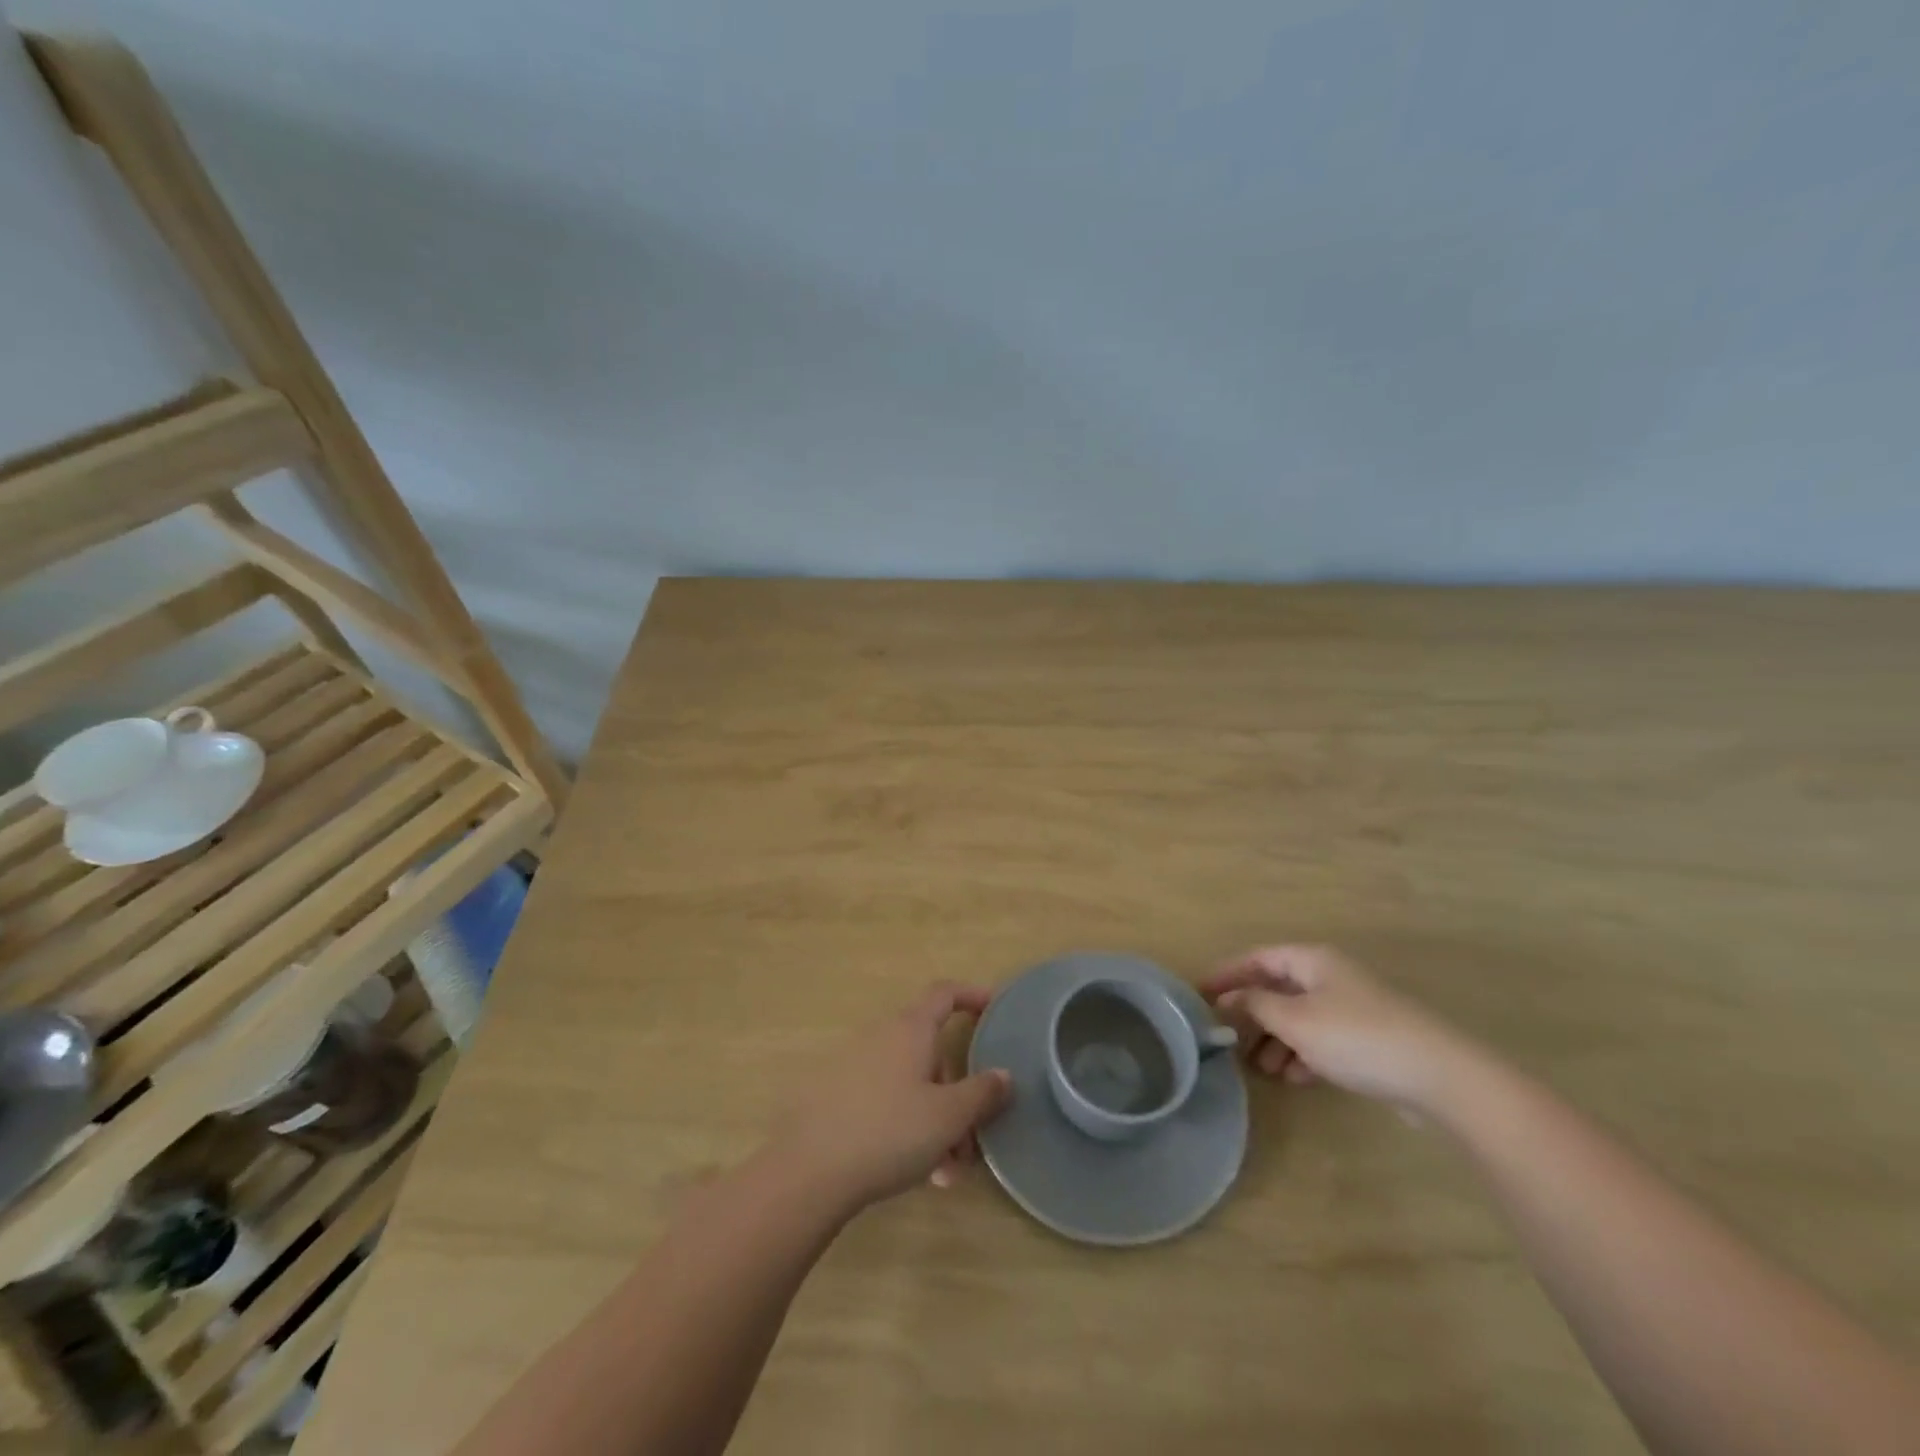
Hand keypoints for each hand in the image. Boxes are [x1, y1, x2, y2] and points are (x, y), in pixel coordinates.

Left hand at [773, 983, 1012, 1211]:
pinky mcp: (839, 1096)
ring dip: (936, 1120)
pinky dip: (909, 1127)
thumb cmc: (891, 1131)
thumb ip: (982, 1093)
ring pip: (912, 1084)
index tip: (994, 1008)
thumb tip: (1003, 1074)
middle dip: (958, 1092)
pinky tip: (918, 1173)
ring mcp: (857, 1066)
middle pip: (932, 1051)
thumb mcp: (948, 1116)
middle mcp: (883, 1037)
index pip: (944, 994)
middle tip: (973, 1137)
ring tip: (948, 1172)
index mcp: (911, 1029)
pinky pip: (888, 1101)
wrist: (811, 1170)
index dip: (972, 995)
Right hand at [1202, 945, 1472, 1111]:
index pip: (1258, 958)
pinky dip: (1302, 1054)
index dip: (1227, 974)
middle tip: (1227, 1039)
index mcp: (1312, 961)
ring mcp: (1352, 1008)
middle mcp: (1330, 977)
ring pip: (1299, 1017)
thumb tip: (1229, 998)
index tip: (1200, 995)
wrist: (1439, 1076)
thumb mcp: (1295, 1020)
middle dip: (1252, 1013)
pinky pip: (1322, 1039)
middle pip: (1278, 988)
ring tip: (1260, 1068)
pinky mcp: (1369, 1040)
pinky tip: (1293, 1078)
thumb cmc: (1356, 1037)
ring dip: (1275, 1039)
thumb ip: (1255, 1005)